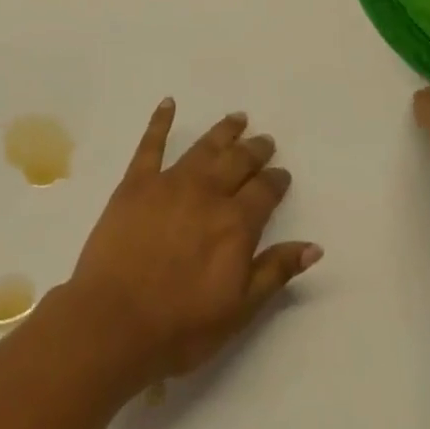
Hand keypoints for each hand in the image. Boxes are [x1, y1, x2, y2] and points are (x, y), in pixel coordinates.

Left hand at [63, 100, 320, 385]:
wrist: (116, 319)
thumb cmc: (181, 325)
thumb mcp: (239, 310)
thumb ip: (275, 272)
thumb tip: (313, 246)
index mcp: (235, 224)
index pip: (264, 192)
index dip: (276, 181)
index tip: (282, 173)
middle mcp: (207, 193)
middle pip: (237, 162)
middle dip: (254, 150)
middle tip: (264, 140)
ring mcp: (169, 182)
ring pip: (203, 148)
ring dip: (223, 132)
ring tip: (237, 118)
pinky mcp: (136, 181)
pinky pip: (151, 143)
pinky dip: (161, 120)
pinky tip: (169, 103)